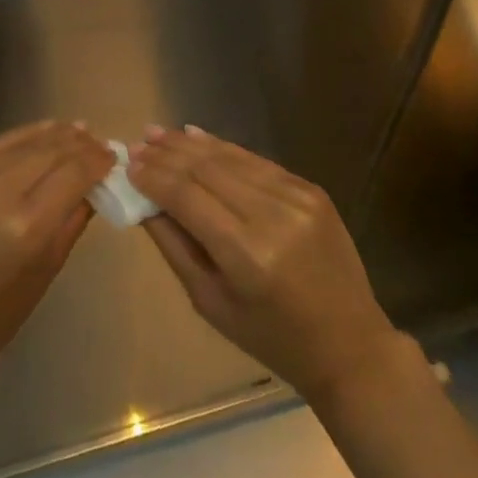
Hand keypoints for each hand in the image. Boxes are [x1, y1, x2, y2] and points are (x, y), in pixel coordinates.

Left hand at [0, 120, 114, 353]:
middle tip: (99, 143)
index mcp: (26, 228)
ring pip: (23, 142)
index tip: (113, 156)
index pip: (72, 174)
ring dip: (55, 134)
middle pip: (50, 152)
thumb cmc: (0, 309)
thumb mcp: (49, 267)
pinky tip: (44, 131)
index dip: (97, 160)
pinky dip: (23, 135)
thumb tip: (96, 182)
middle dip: (80, 144)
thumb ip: (75, 217)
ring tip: (78, 130)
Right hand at [128, 125, 408, 400]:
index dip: (154, 177)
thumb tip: (143, 201)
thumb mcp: (211, 303)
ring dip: (191, 144)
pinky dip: (225, 149)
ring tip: (160, 133)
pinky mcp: (311, 189)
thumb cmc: (271, 338)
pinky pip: (258, 162)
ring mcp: (297, 198)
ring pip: (231, 158)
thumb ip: (174, 246)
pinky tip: (198, 137)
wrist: (349, 344)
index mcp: (247, 255)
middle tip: (139, 141)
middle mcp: (273, 216)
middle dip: (168, 154)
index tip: (127, 163)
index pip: (187, 197)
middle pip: (207, 170)